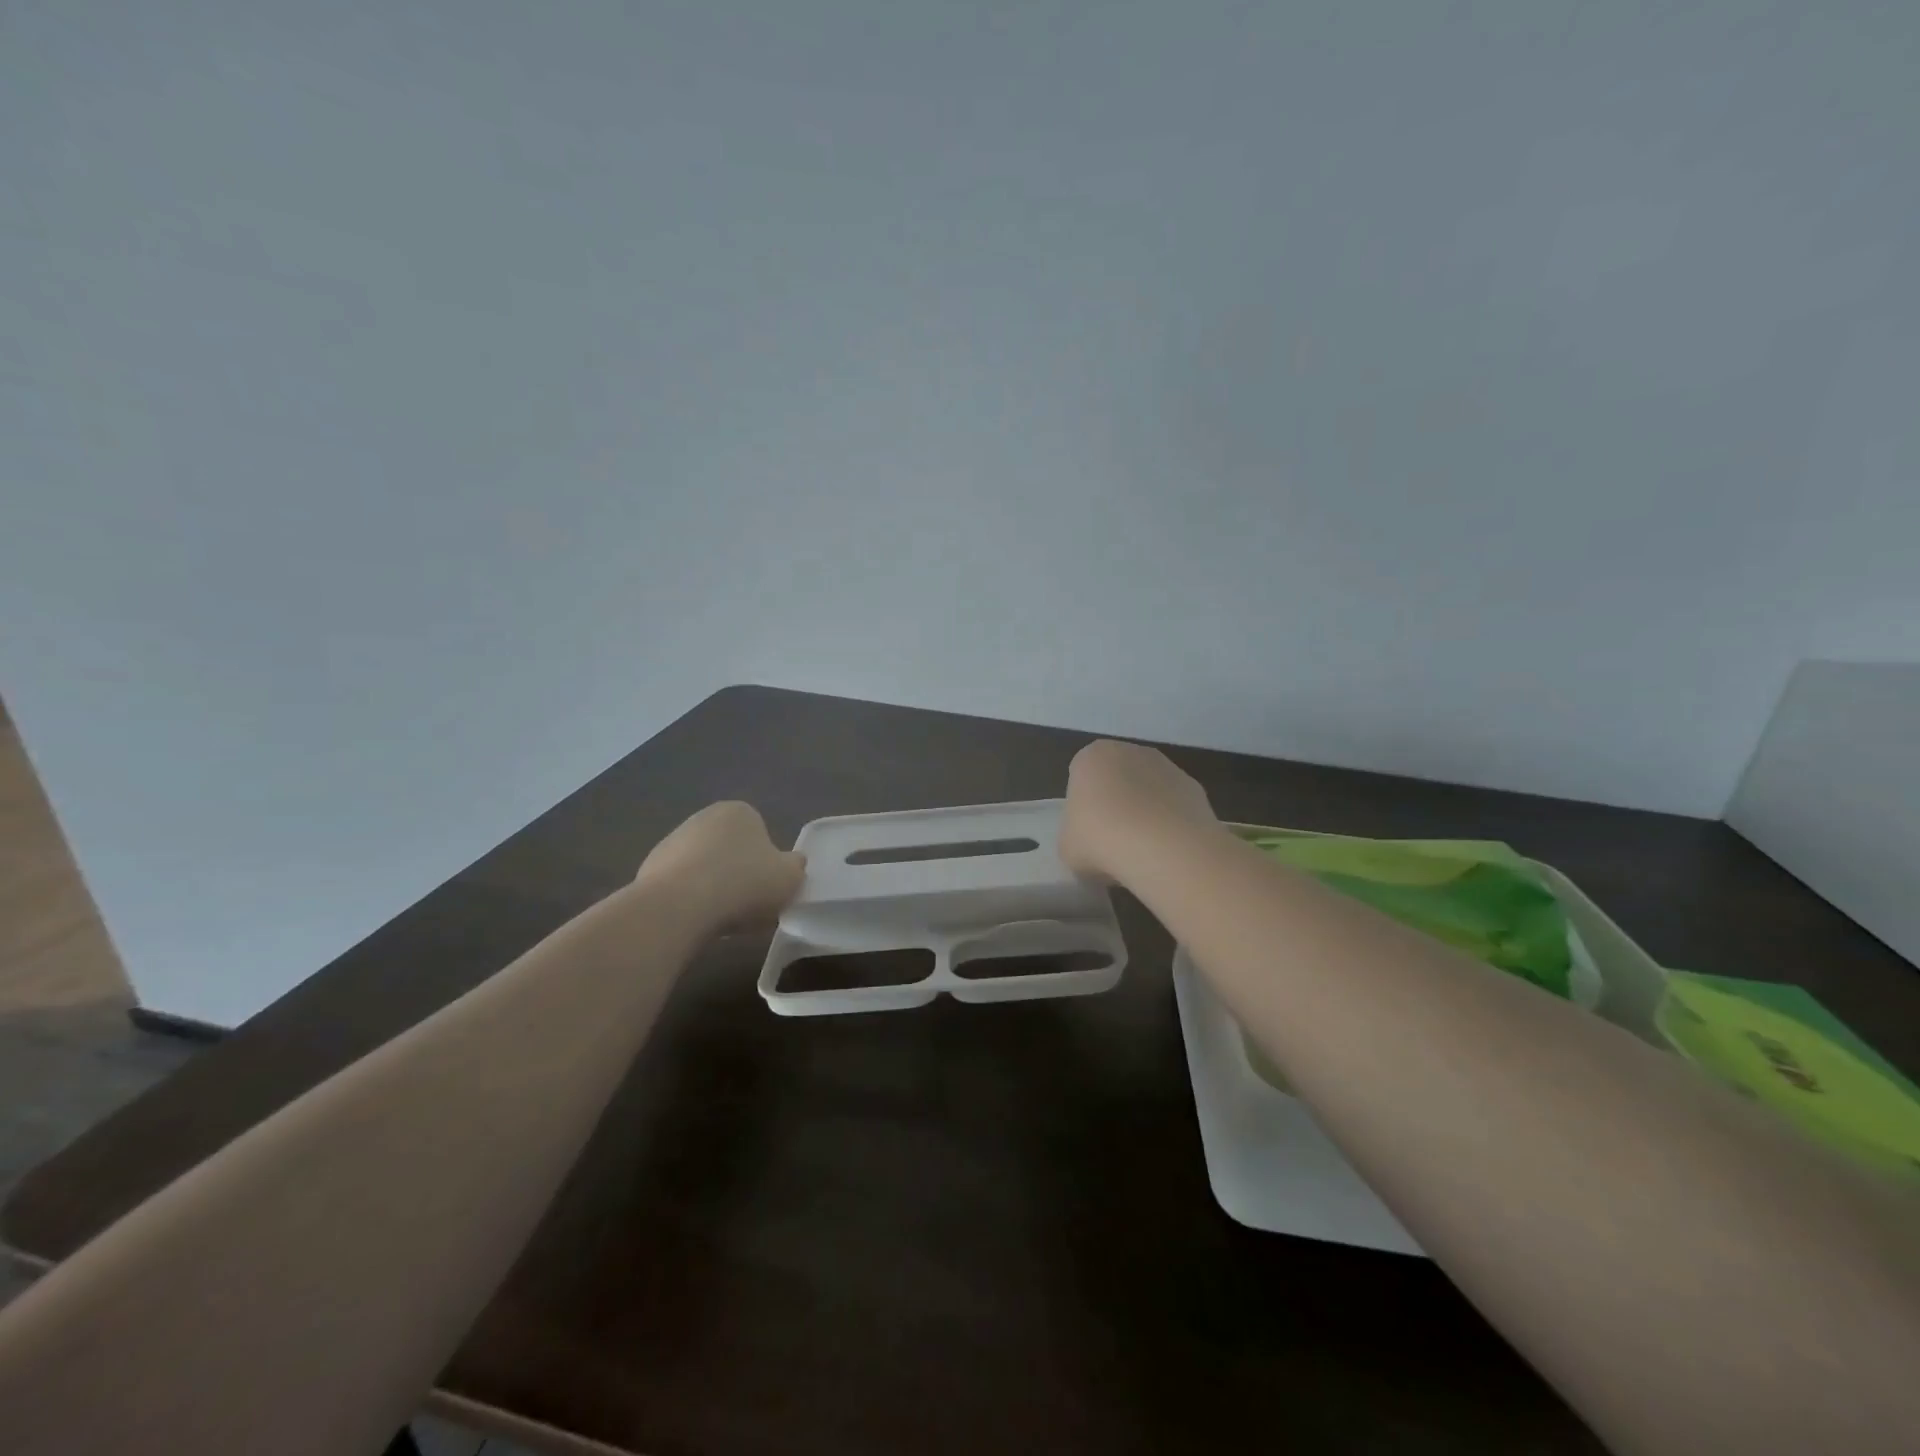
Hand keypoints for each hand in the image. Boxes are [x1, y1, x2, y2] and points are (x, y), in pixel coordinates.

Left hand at [633, 801, 805, 932]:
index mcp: (739, 811)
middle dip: (737, 873)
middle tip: (747, 904)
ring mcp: (671, 842)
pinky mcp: (648, 869)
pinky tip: (694, 920)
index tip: (767, 887)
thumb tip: (793, 863)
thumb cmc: (744, 883)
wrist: (679, 906)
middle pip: (729, 849)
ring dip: (712, 888)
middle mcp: (703, 818)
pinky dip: (688, 901)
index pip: (760, 833)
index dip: (766, 862)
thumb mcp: (790, 877)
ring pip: (703, 868)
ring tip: (720, 918)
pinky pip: (679, 886)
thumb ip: (796, 867)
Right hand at [1059, 740, 1217, 883]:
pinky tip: (1167, 851)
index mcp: (1091, 757)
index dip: (1083, 807)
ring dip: (1145, 813)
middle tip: (1113, 842)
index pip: (1081, 777)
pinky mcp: (1195, 787)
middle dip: (1116, 805)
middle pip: (1118, 779)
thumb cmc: (1101, 840)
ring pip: (1148, 791)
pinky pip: (1174, 806)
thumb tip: (1089, 844)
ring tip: (1142, 852)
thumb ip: (1074, 837)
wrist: (1163, 848)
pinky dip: (1170, 824)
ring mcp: (1167, 767)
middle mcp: (1130, 751)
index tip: (1087, 833)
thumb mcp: (1068, 847)